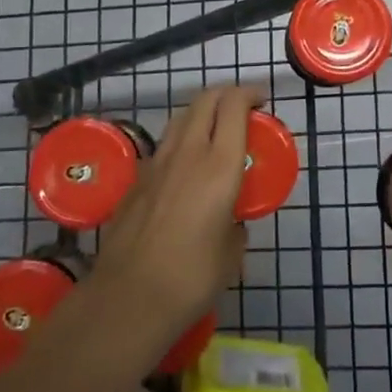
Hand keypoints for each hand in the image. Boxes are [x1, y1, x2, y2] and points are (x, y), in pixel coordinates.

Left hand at [92, 84, 261, 338]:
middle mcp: (187, 153)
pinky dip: (180, 141)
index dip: (249, 93)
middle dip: (226, 94)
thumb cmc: (192, 278)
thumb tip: (231, 223)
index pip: (233, 106)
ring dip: (201, 113)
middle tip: (242, 108)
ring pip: (180, 118)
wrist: (129, 298)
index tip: (262, 100)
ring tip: (215, 131)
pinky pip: (163, 147)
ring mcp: (156, 164)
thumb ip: (235, 227)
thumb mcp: (231, 254)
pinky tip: (185, 168)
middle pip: (205, 100)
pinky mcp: (135, 180)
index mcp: (219, 166)